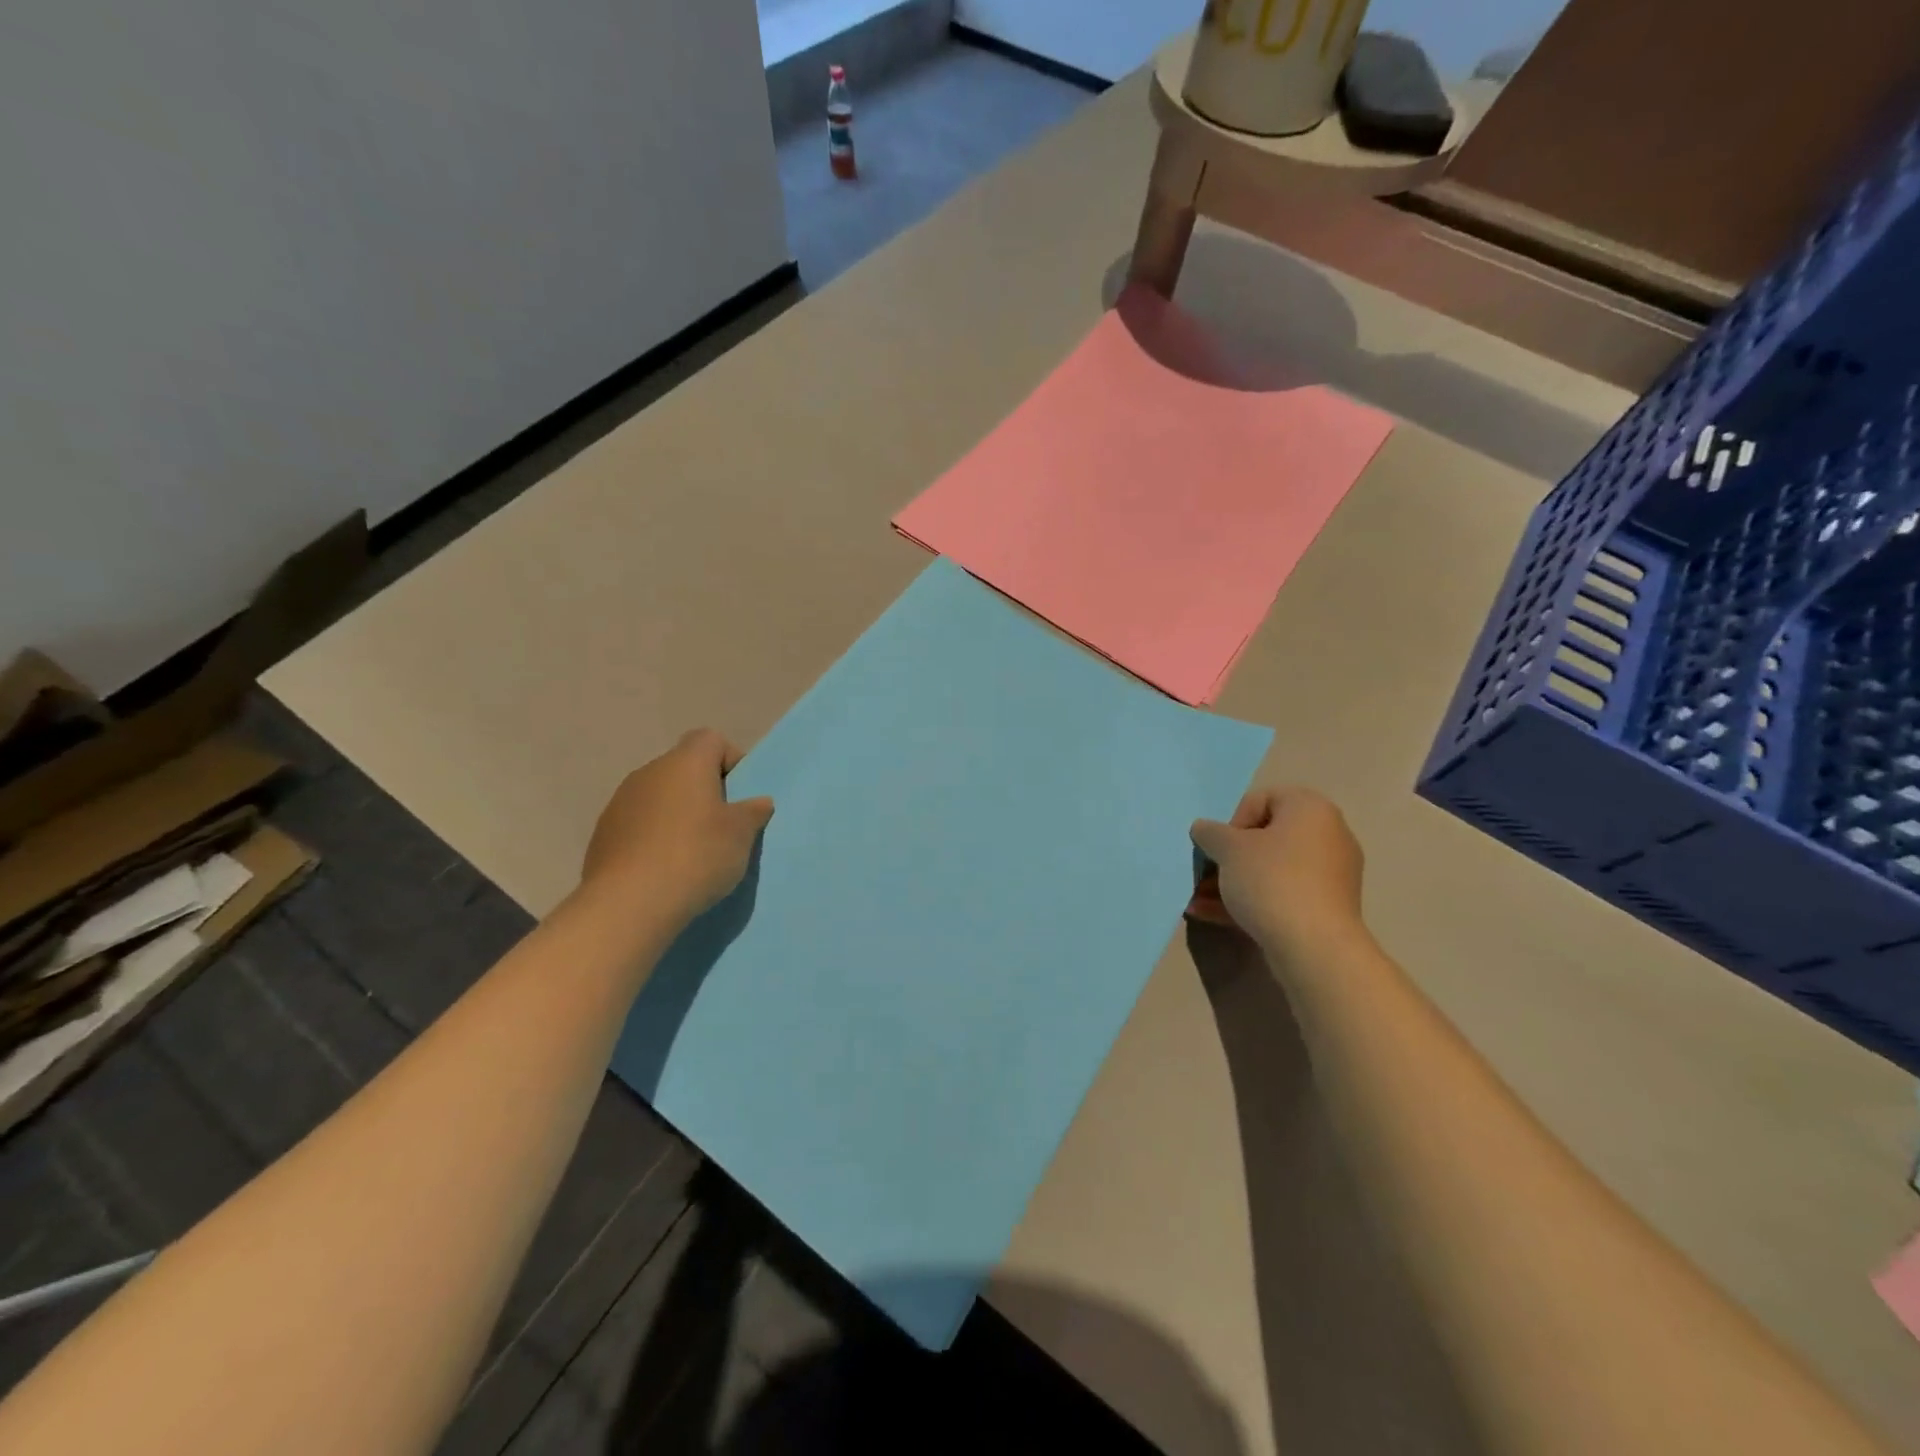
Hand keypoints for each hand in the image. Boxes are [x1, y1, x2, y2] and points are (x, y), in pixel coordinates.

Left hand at [581, 729, 774, 924]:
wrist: (629, 904)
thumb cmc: (696, 856)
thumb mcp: (741, 835)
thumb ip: (752, 812)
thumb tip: (758, 802)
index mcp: (685, 763)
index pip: (710, 739)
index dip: (730, 761)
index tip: (740, 795)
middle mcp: (649, 772)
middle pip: (684, 768)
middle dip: (705, 791)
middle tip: (722, 827)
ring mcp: (620, 802)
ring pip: (659, 797)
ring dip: (677, 815)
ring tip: (692, 853)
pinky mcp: (603, 833)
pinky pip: (638, 824)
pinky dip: (653, 837)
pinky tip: (664, 868)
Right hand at [1188, 787, 1365, 959]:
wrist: (1314, 947)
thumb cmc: (1271, 880)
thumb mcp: (1228, 849)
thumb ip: (1210, 832)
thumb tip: (1204, 829)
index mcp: (1310, 809)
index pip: (1261, 799)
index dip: (1232, 820)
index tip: (1218, 846)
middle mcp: (1327, 835)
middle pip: (1265, 838)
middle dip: (1227, 857)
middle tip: (1204, 873)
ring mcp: (1329, 875)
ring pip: (1269, 870)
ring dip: (1231, 882)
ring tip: (1197, 899)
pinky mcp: (1324, 909)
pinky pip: (1280, 895)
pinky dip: (1249, 901)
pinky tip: (1209, 915)